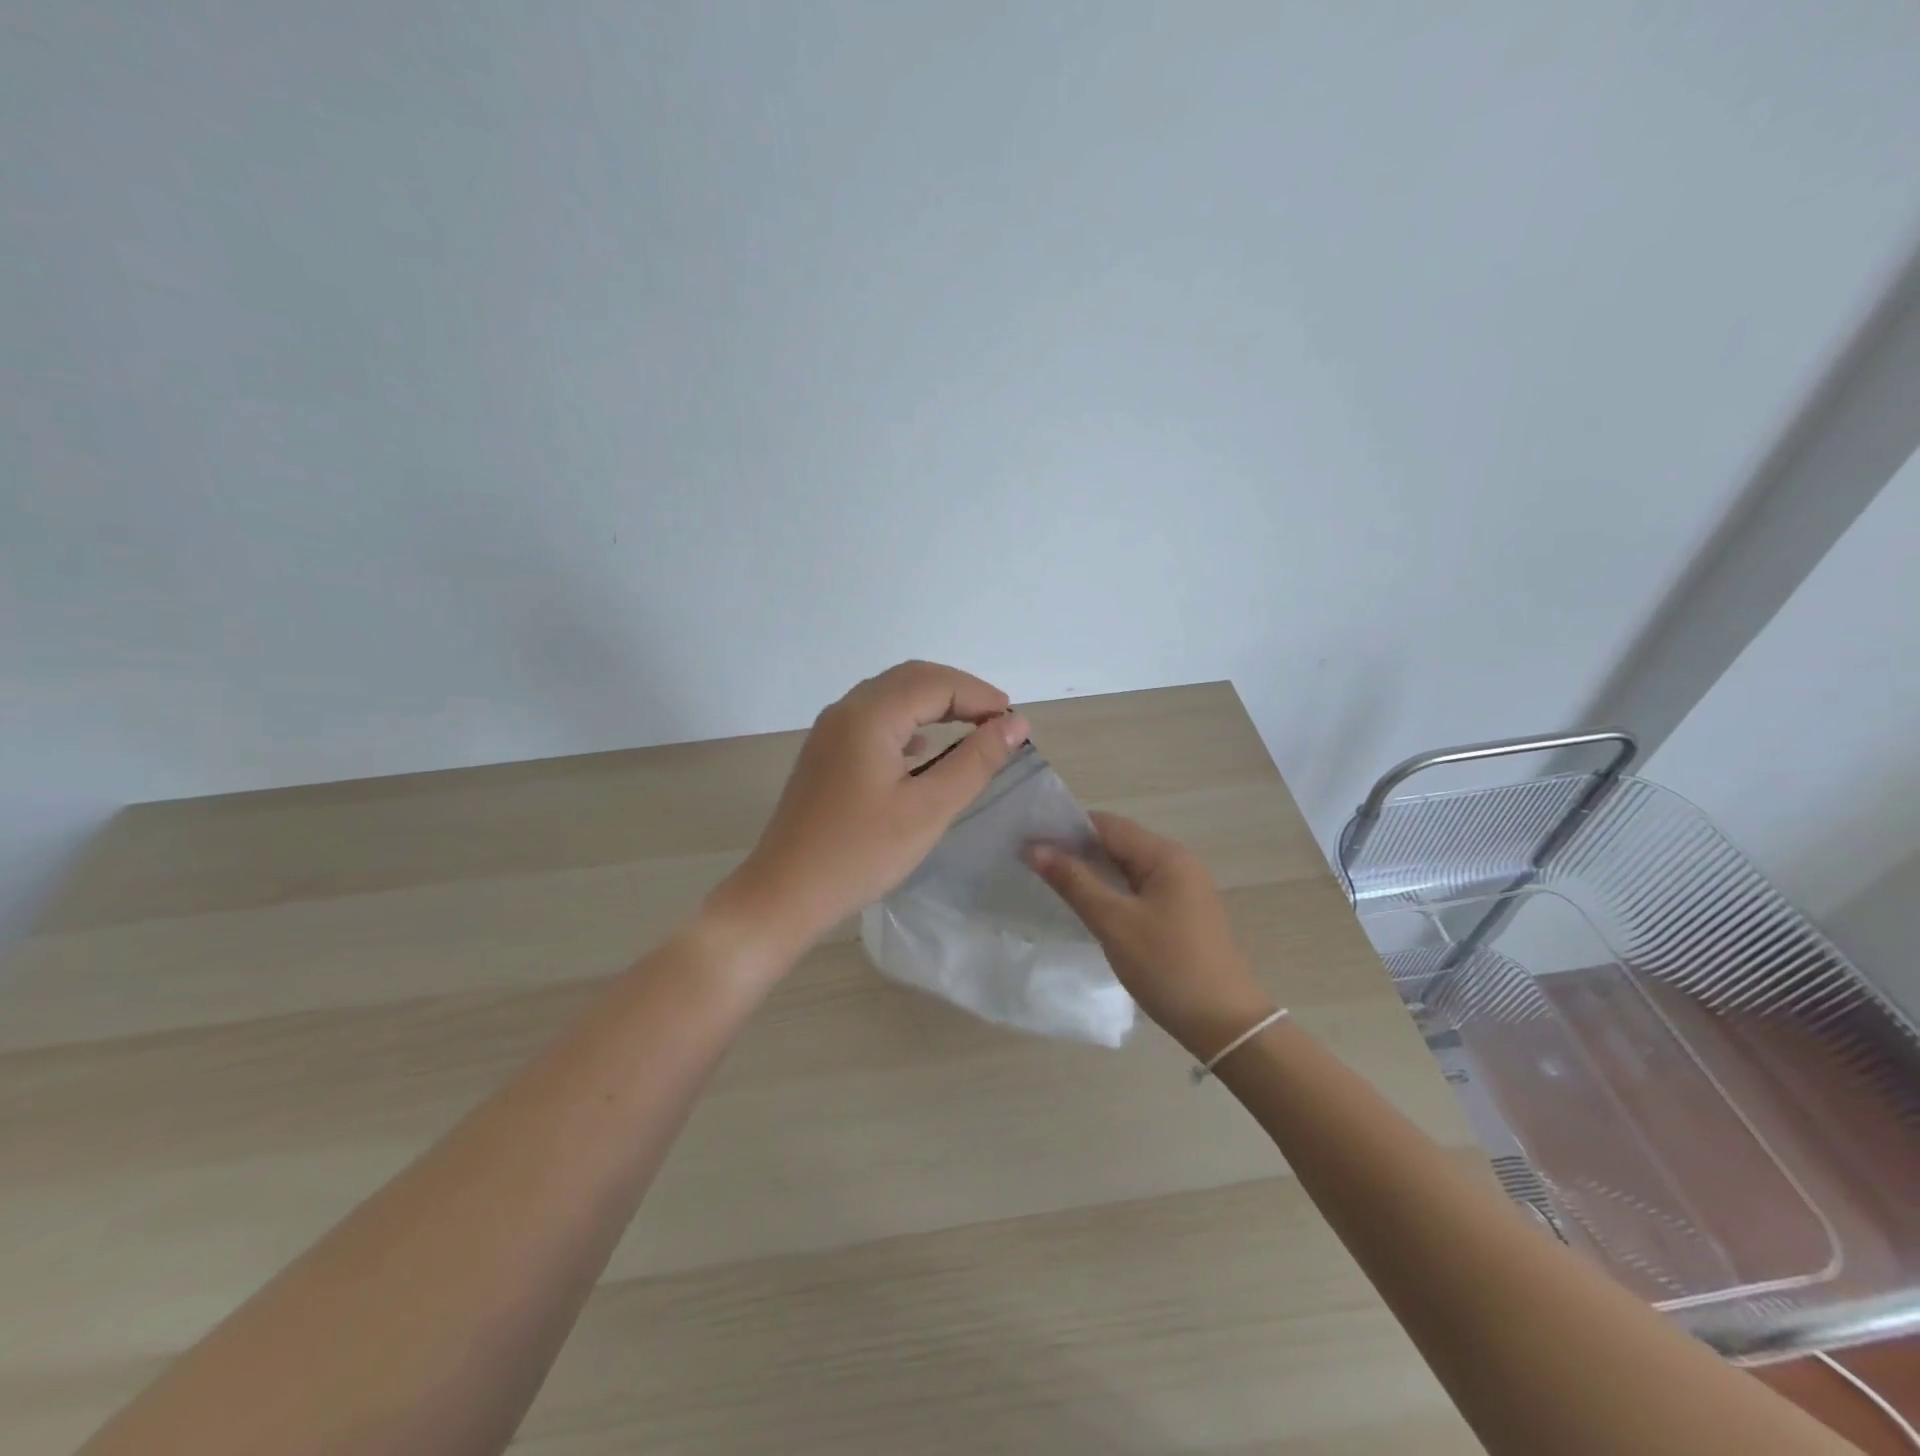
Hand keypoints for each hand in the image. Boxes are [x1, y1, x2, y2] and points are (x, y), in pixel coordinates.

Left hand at [715, 661, 1029, 958]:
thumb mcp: (929, 809)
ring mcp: (829, 732)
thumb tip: (1015, 722)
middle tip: (998, 719)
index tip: (1015, 722)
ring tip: (971, 727)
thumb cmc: (861, 854)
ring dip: (933, 704)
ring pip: (890, 696)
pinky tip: (922, 750)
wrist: (784, 893)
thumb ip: (975, 761)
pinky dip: (907, 723)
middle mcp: (845, 711)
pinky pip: (873, 720)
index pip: (936, 684)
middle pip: (911, 679)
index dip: (980, 695)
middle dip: (959, 692)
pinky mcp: (825, 755)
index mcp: (869, 716)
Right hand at [1026, 813, 1275, 1059]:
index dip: (1066, 829)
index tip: (1028, 842)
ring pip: (1125, 867)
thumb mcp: (1114, 922)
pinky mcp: (1180, 912)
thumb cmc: (1168, 967)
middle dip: (1076, 849)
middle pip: (1117, 842)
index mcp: (1165, 855)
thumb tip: (1034, 848)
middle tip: (1032, 863)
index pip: (1106, 825)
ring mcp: (1181, 888)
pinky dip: (1109, 890)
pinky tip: (1086, 905)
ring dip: (1091, 871)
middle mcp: (1176, 862)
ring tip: (1050, 882)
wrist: (1224, 1024)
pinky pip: (1136, 888)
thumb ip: (1074, 881)